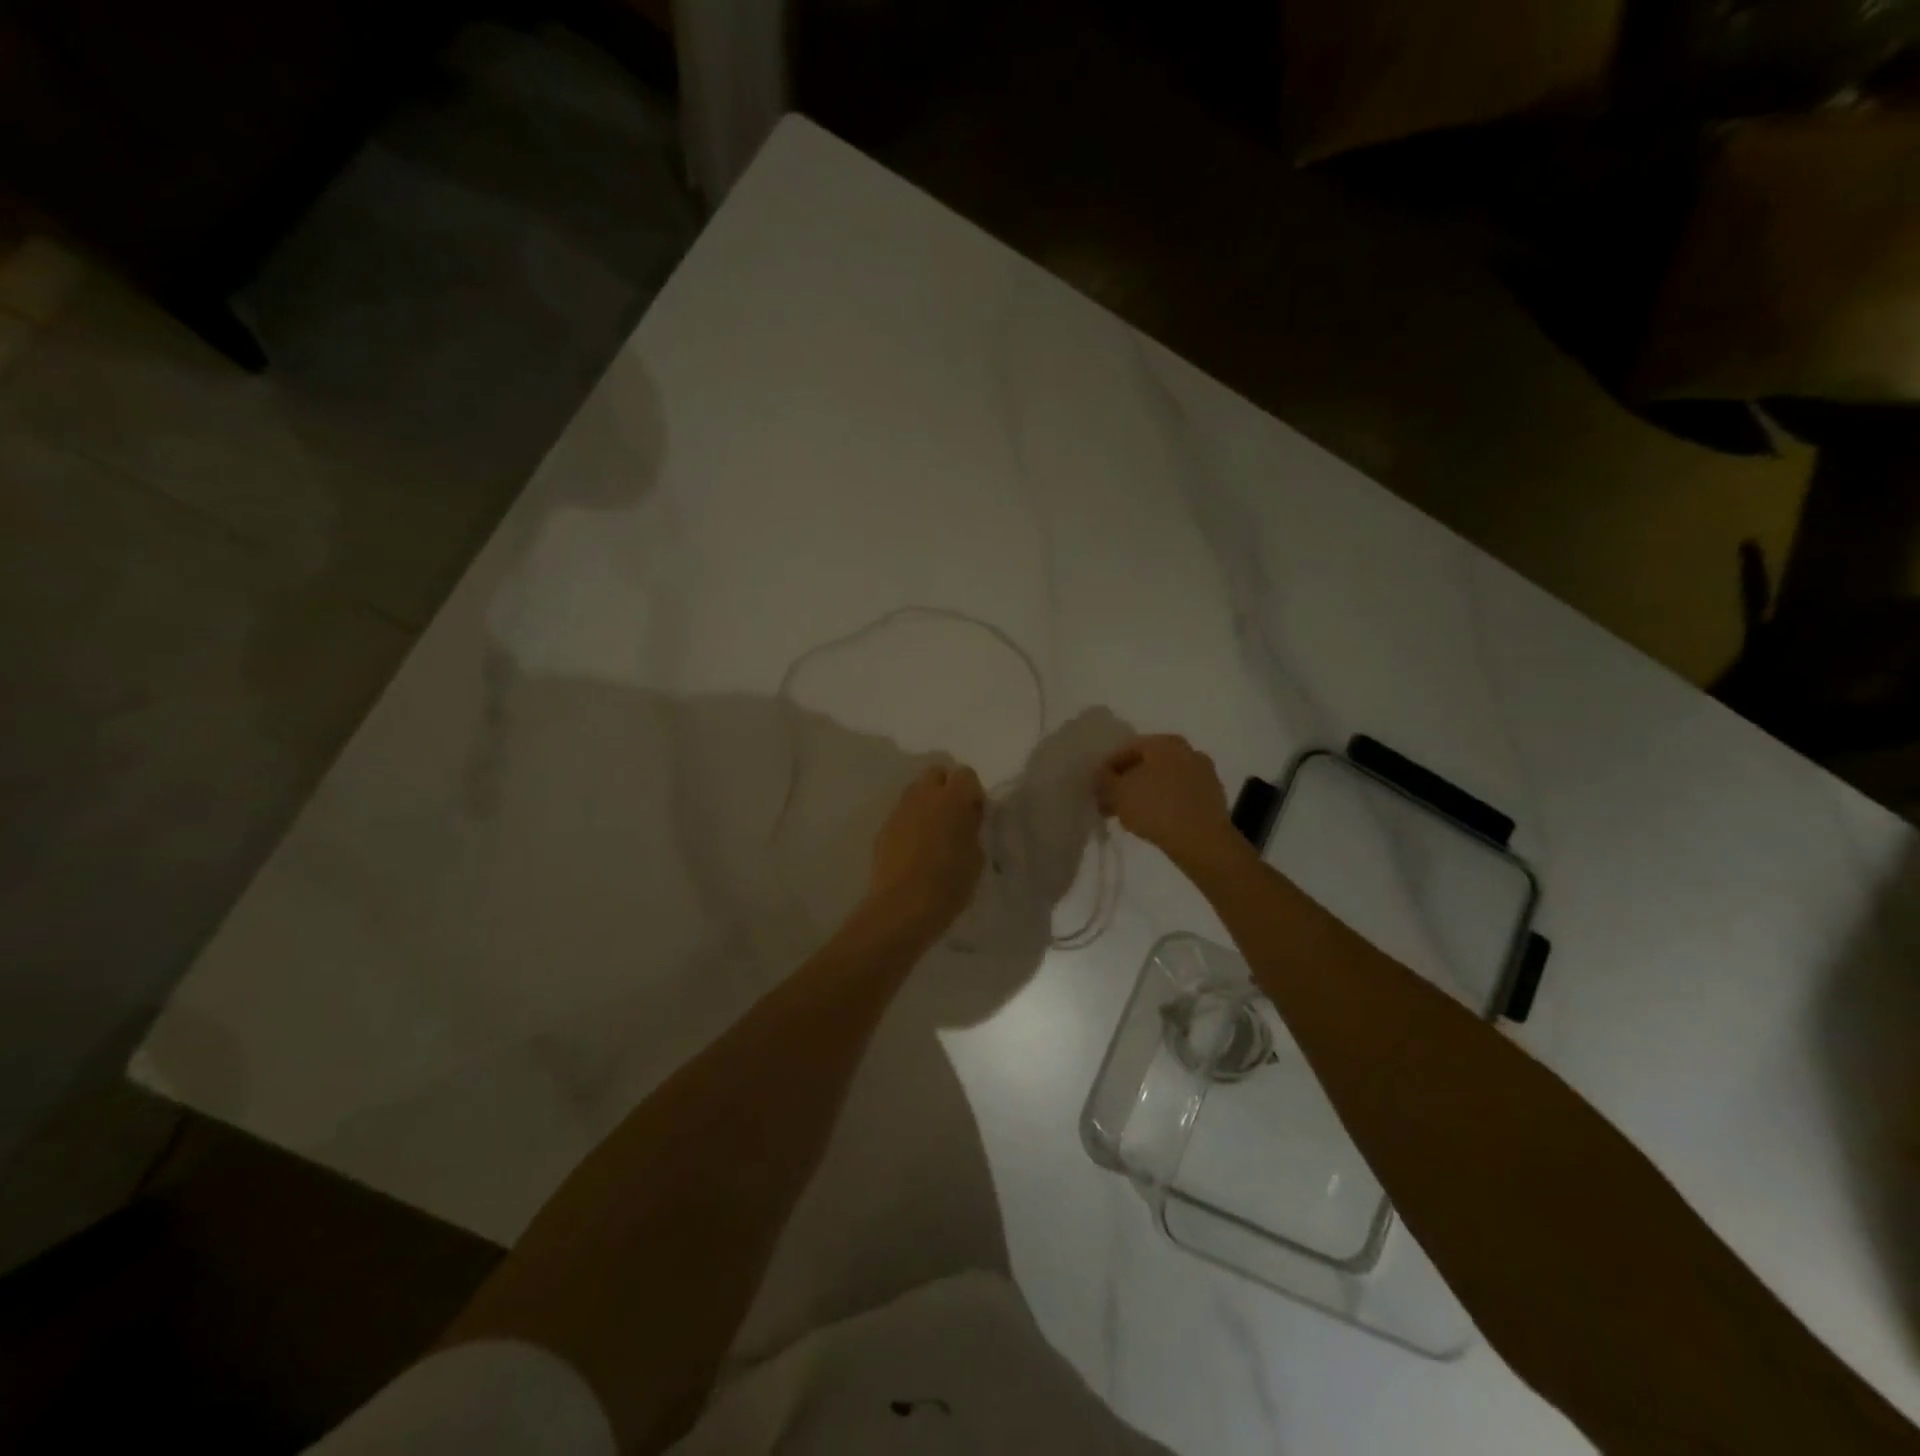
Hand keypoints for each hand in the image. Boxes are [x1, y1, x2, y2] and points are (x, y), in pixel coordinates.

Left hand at [864, 764, 986, 938]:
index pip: (966, 774)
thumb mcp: (976, 858)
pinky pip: (902, 814)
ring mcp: (900, 810)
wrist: (902, 907)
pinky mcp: (884, 827)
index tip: (975, 816)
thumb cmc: (948, 884)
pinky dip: (912, 822)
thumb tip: (966, 821)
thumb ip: (972, 830)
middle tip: (954, 817)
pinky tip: (916, 848)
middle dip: (947, 788)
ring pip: (916, 791)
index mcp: (952, 799)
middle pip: (936, 774)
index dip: (973, 793)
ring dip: (927, 803)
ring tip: (934, 833)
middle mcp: (924, 796)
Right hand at [1095, 734, 1235, 862]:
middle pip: (1147, 763)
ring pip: (1164, 779)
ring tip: (1129, 815)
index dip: (1107, 769)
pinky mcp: (1213, 795)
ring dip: (1144, 792)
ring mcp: (1203, 772)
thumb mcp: (1118, 793)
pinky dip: (1164, 801)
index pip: (1126, 749)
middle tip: (1110, 803)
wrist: (1202, 840)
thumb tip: (1100, 775)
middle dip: (1126, 781)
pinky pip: (1179, 793)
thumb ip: (1104, 780)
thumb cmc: (1155, 808)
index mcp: (1163, 742)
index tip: (1096, 788)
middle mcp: (1186, 750)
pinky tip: (1153, 820)